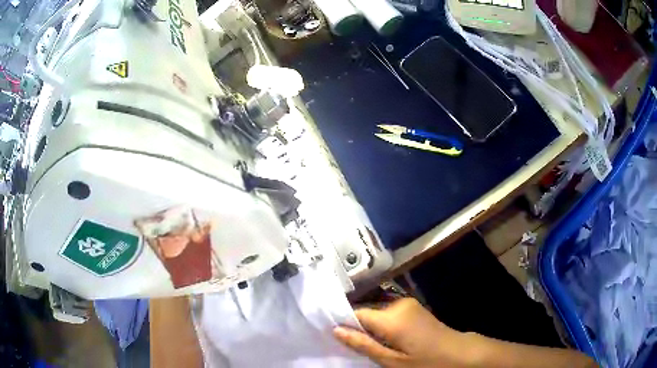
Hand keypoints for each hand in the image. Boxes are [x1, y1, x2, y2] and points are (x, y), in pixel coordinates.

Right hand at [333, 298, 471, 367]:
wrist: (459, 353)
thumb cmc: (425, 361)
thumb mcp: (392, 361)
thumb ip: (363, 344)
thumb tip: (336, 330)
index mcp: (392, 317)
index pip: (356, 313)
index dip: (343, 324)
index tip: (333, 336)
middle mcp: (398, 304)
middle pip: (367, 313)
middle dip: (358, 328)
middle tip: (353, 347)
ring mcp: (407, 304)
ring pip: (377, 314)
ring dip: (371, 328)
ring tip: (370, 346)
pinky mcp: (413, 307)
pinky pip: (389, 314)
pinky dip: (382, 326)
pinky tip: (386, 340)